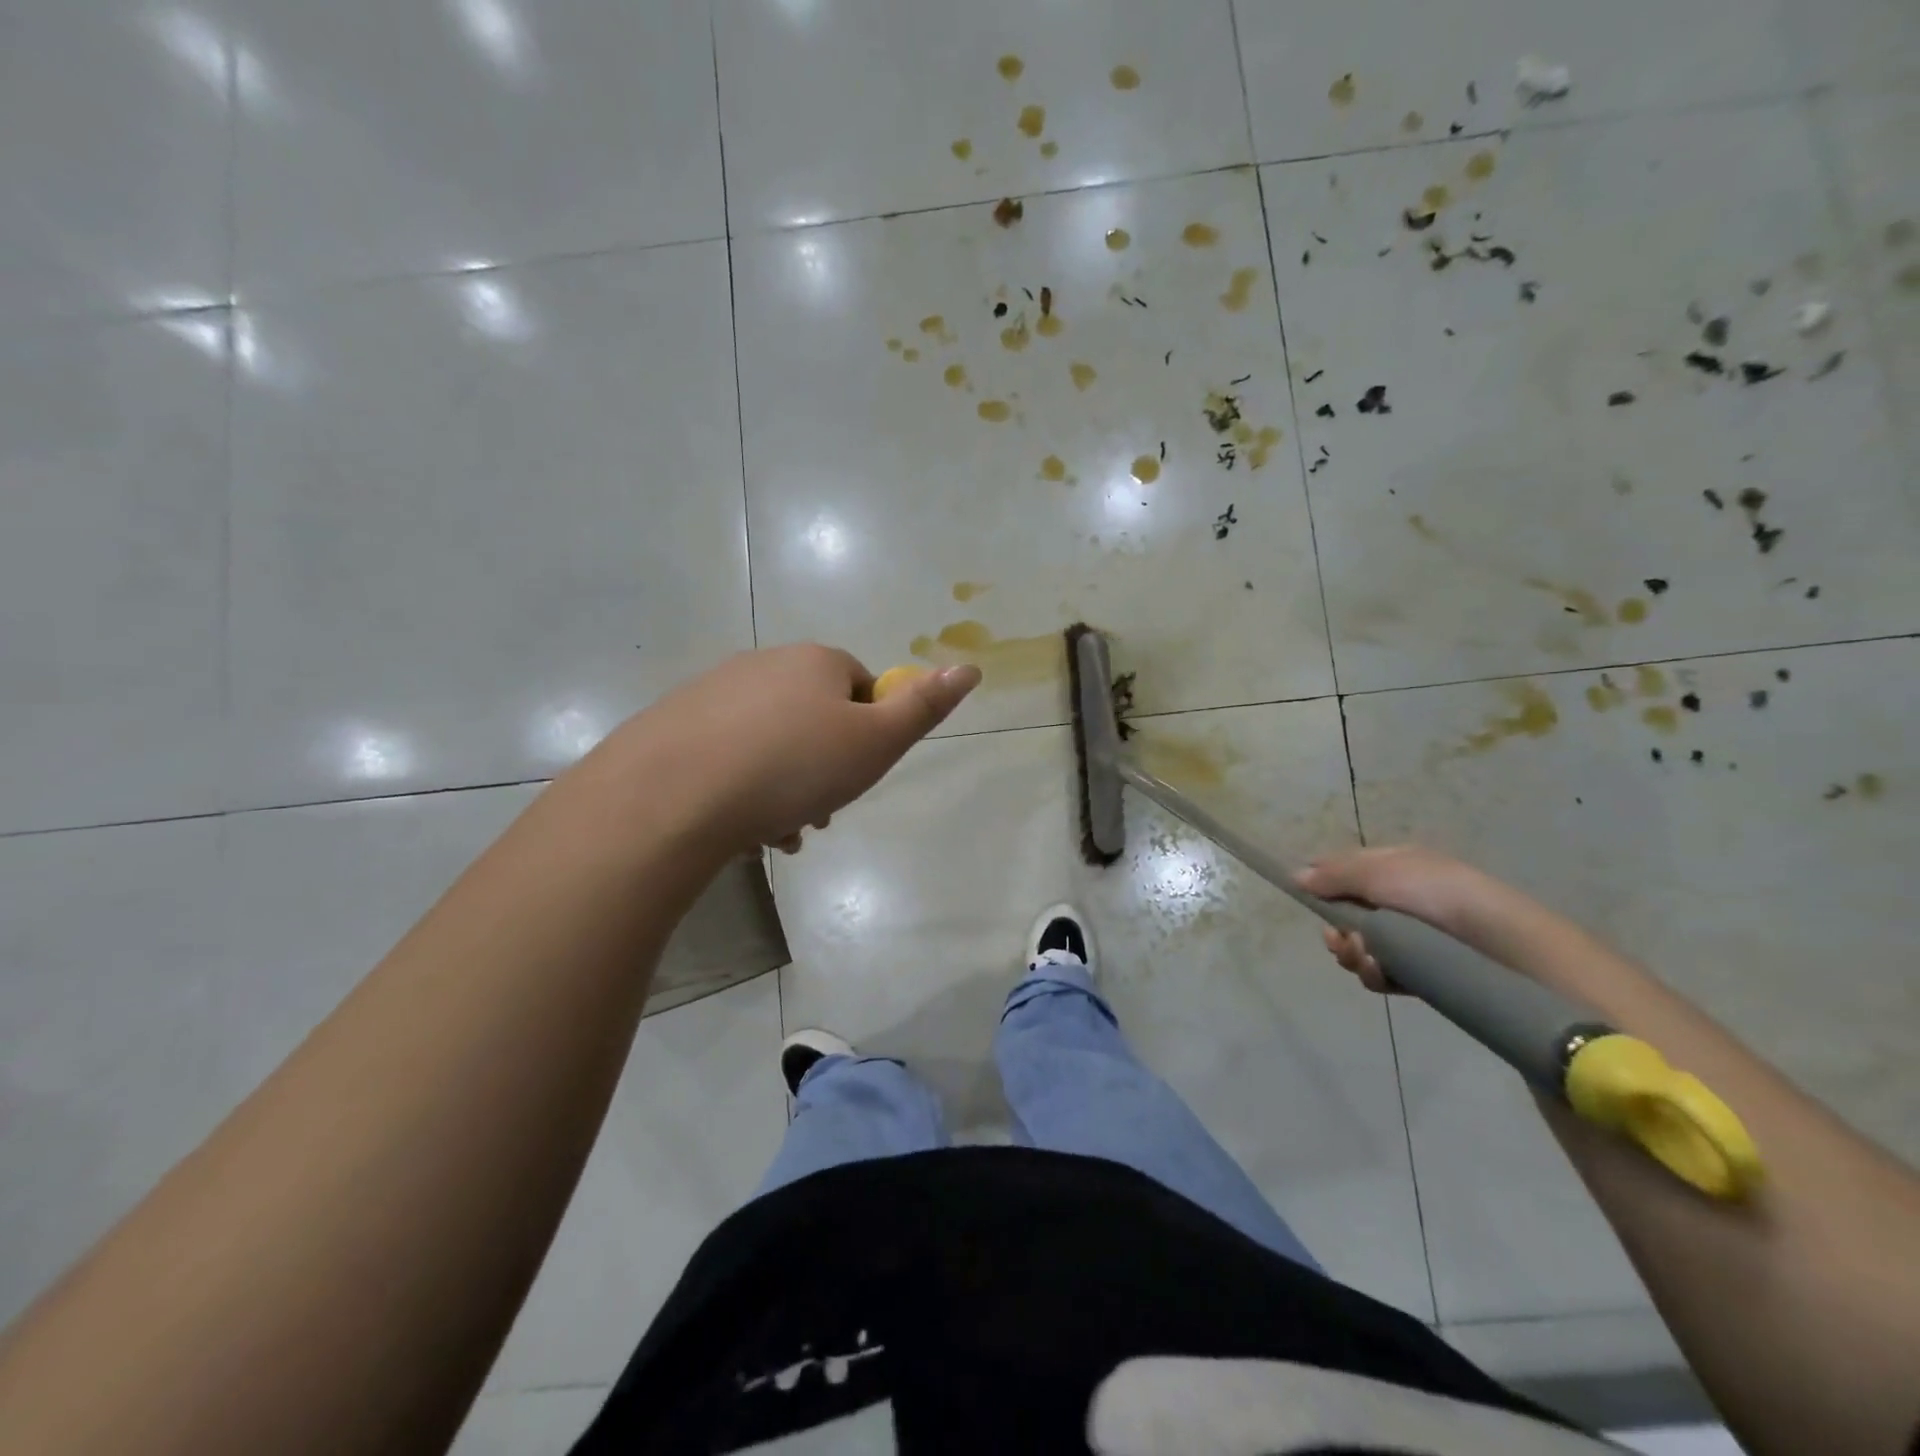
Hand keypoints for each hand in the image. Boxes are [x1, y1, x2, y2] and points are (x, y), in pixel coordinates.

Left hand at [615, 645, 979, 856]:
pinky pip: (728, 755)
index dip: (869, 736)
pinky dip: (743, 787)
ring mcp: (714, 691)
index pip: (862, 689)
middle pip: (815, 718)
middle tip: (820, 815)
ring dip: (786, 786)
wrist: (673, 795)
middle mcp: (765, 664)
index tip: (857, 777)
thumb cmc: (793, 767)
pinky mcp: (676, 724)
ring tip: (780, 833)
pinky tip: (740, 828)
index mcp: (816, 662)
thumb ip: (923, 708)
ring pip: (771, 741)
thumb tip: (969, 667)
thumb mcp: (875, 743)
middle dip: (825, 768)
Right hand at [1296, 845, 1503, 994]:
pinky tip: (1383, 974)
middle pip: (1348, 915)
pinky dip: (1377, 974)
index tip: (1308, 899)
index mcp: (1394, 868)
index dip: (1323, 885)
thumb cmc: (1436, 894)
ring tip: (1368, 959)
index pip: (1345, 871)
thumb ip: (1333, 876)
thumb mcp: (1379, 873)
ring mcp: (1413, 937)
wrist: (1503, 943)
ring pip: (1362, 947)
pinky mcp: (1423, 971)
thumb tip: (1295, 876)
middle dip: (1338, 931)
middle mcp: (1401, 900)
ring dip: (1355, 954)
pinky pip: (1384, 973)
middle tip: (1343, 941)